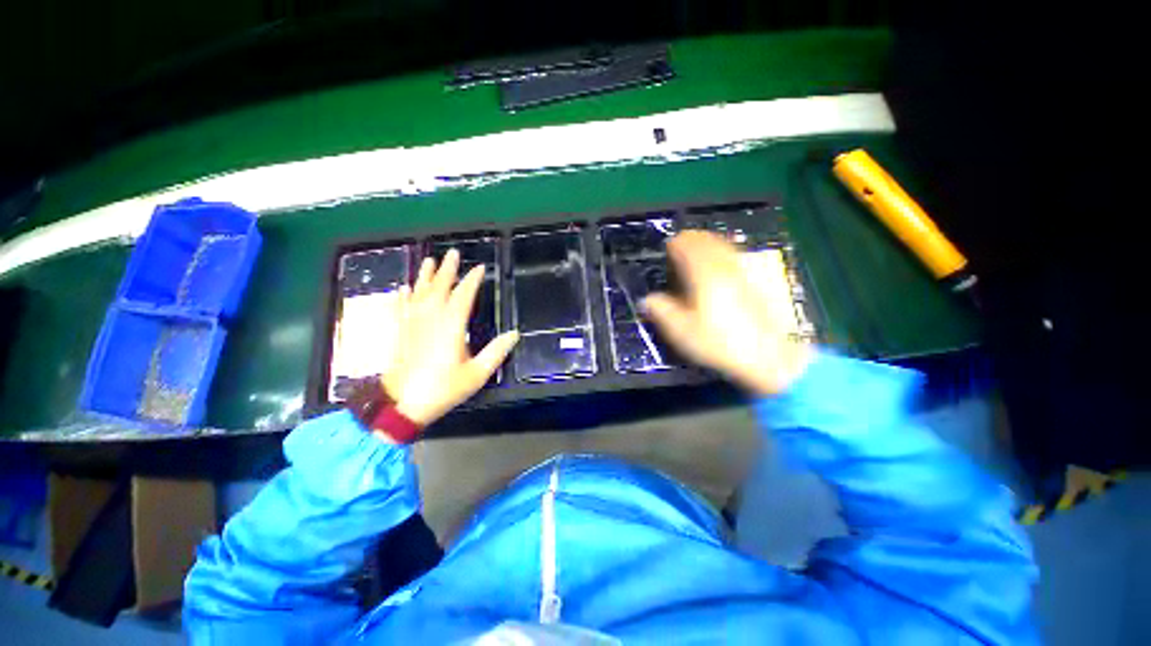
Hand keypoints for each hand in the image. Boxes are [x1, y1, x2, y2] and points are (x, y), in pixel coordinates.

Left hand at [380, 249, 518, 427]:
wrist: (402, 405)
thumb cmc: (443, 388)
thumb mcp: (477, 373)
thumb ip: (496, 351)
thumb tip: (514, 334)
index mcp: (451, 325)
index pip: (463, 295)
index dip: (472, 280)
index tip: (479, 268)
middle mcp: (430, 318)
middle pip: (439, 287)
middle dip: (447, 269)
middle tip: (453, 253)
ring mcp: (412, 324)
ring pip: (419, 293)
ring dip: (424, 275)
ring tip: (429, 260)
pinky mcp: (400, 332)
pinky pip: (401, 308)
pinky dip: (402, 296)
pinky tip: (403, 288)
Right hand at [641, 231, 810, 395]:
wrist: (768, 355)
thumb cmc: (720, 342)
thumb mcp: (682, 331)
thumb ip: (661, 311)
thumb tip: (646, 300)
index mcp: (703, 273)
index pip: (686, 244)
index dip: (673, 245)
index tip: (665, 253)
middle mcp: (724, 264)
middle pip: (704, 238)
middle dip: (688, 242)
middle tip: (677, 254)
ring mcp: (742, 269)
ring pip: (721, 243)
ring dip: (705, 245)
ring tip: (695, 258)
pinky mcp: (755, 278)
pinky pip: (734, 254)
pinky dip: (720, 253)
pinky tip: (718, 268)